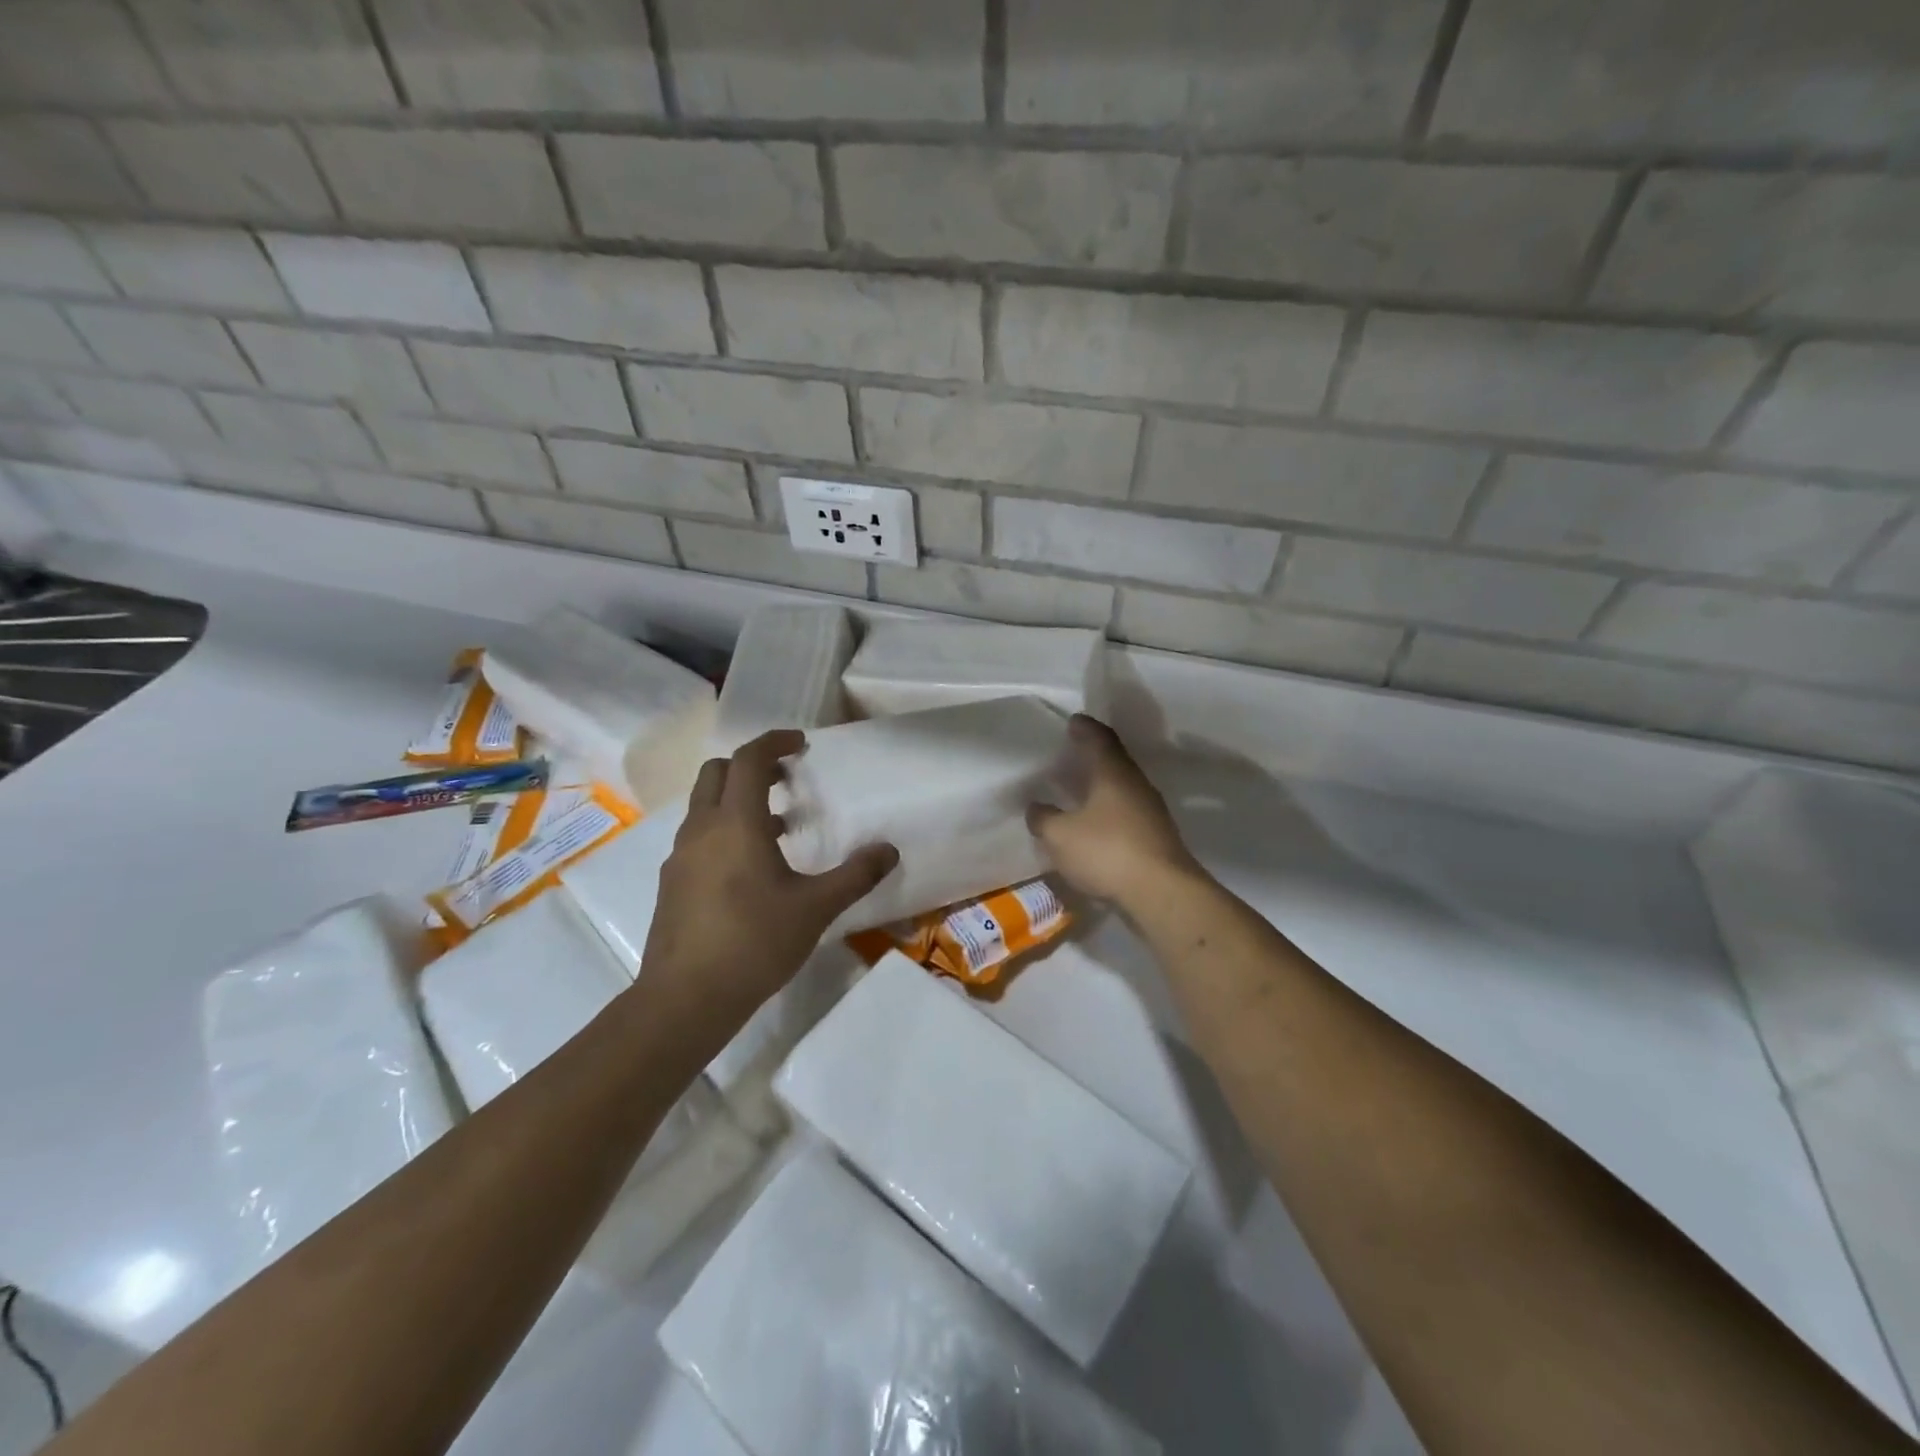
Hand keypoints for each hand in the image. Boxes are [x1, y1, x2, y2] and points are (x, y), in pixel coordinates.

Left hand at [640, 730, 897, 1026]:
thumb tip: (888, 850)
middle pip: (717, 773)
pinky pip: (698, 837)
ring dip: (737, 800)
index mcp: (735, 823)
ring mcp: (680, 856)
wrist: (685, 999)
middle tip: (786, 780)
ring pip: (704, 805)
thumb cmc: (754, 943)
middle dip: (751, 766)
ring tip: (778, 828)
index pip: (748, 759)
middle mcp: (701, 829)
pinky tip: (750, 870)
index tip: (801, 744)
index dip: (774, 741)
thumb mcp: (815, 909)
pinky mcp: (672, 883)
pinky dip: (723, 830)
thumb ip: (854, 875)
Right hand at [1027, 715, 1198, 906]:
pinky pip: (1127, 813)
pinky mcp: (1156, 837)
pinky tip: (1094, 825)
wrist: (1162, 892)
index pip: (1099, 739)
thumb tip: (1036, 807)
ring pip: (1122, 789)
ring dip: (1101, 787)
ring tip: (1078, 791)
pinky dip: (1108, 812)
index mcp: (1113, 773)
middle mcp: (1136, 785)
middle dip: (1092, 757)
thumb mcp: (1060, 836)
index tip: (1073, 721)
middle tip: (1071, 755)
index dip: (1085, 728)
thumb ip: (1044, 818)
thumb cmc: (1107, 852)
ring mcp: (1151, 812)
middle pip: (1114, 762)